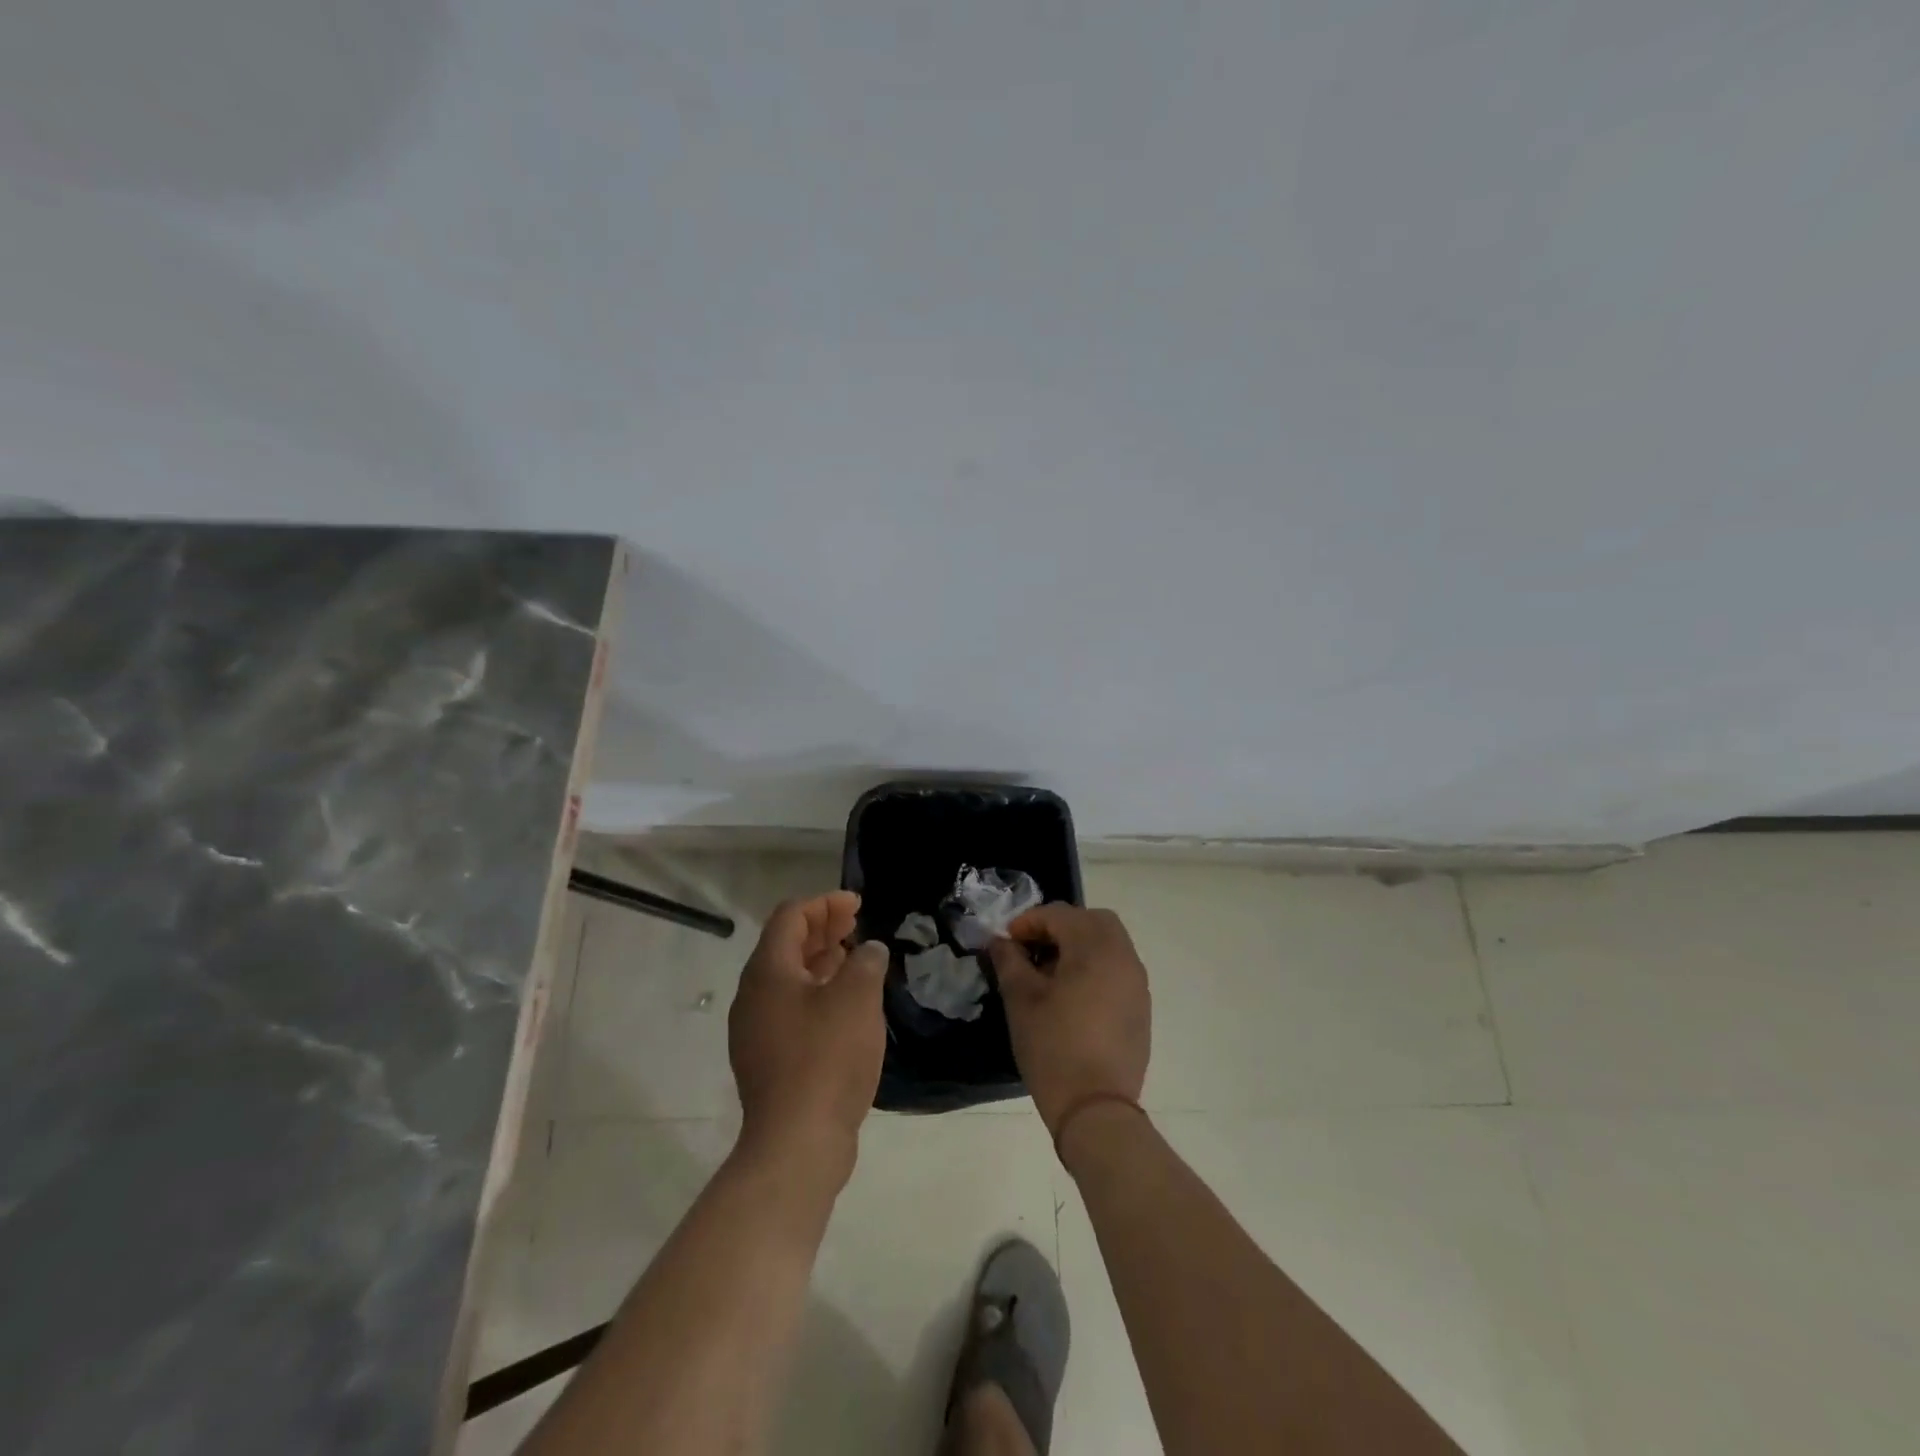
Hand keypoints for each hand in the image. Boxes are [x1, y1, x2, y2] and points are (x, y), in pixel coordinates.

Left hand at [728, 891, 886, 1175]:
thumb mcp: (857, 998)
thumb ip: (866, 962)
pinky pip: (790, 1008)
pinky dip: (817, 992)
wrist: (797, 1143)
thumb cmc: (827, 1058)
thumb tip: (868, 951)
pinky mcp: (767, 1059)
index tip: (858, 905)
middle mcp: (753, 995)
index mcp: (768, 971)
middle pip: (786, 945)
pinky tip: (845, 1005)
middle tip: (857, 925)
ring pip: (789, 979)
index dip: (825, 903)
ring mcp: (756, 1030)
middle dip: (823, 929)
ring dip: (821, 961)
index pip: (791, 916)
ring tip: (855, 959)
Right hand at [987, 904, 1150, 1139]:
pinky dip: (1095, 966)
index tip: (1007, 943)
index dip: (1028, 922)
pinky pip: (1117, 968)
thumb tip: (1000, 942)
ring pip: (1109, 943)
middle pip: (1092, 920)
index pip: (1060, 914)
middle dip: (1060, 926)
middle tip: (1033, 949)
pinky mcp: (1141, 1007)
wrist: (1096, 1110)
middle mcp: (1123, 956)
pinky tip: (1072, 995)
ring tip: (1049, 973)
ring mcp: (1137, 982)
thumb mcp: (1021, 1000)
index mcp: (1095, 947)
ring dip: (1079, 945)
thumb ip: (1009, 961)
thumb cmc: (1054, 1048)